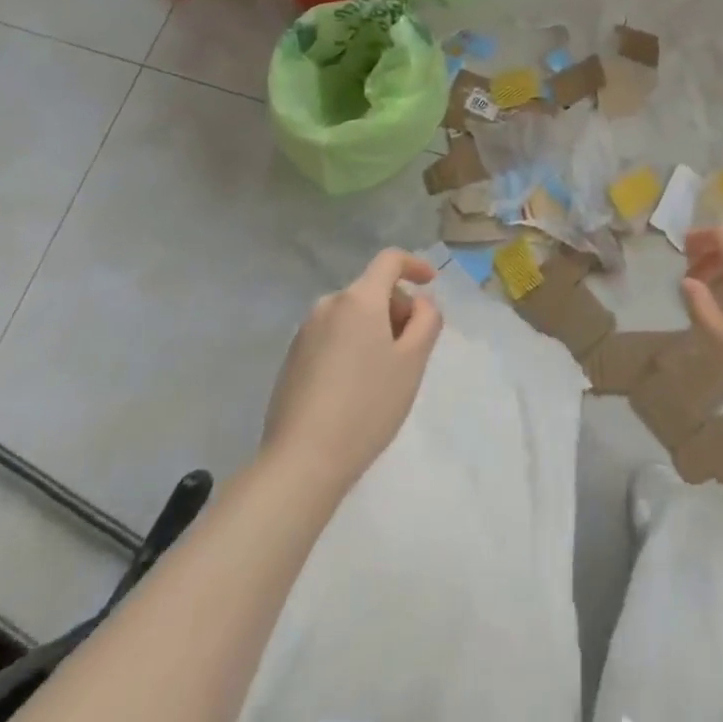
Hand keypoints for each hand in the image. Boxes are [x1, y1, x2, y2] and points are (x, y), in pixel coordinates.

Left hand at [261, 249, 442, 490]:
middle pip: (371, 289)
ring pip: (352, 315)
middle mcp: (328, 305)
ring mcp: (305, 332)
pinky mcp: (292, 359)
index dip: (414, 265)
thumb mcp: (412, 362)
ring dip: (374, 329)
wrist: (301, 462)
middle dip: (396, 308)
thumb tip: (420, 303)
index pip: (389, 260)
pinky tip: (355, 388)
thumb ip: (426, 320)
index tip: (430, 282)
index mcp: (359, 299)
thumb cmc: (367, 406)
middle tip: (412, 349)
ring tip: (384, 374)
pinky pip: (332, 336)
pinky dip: (351, 346)